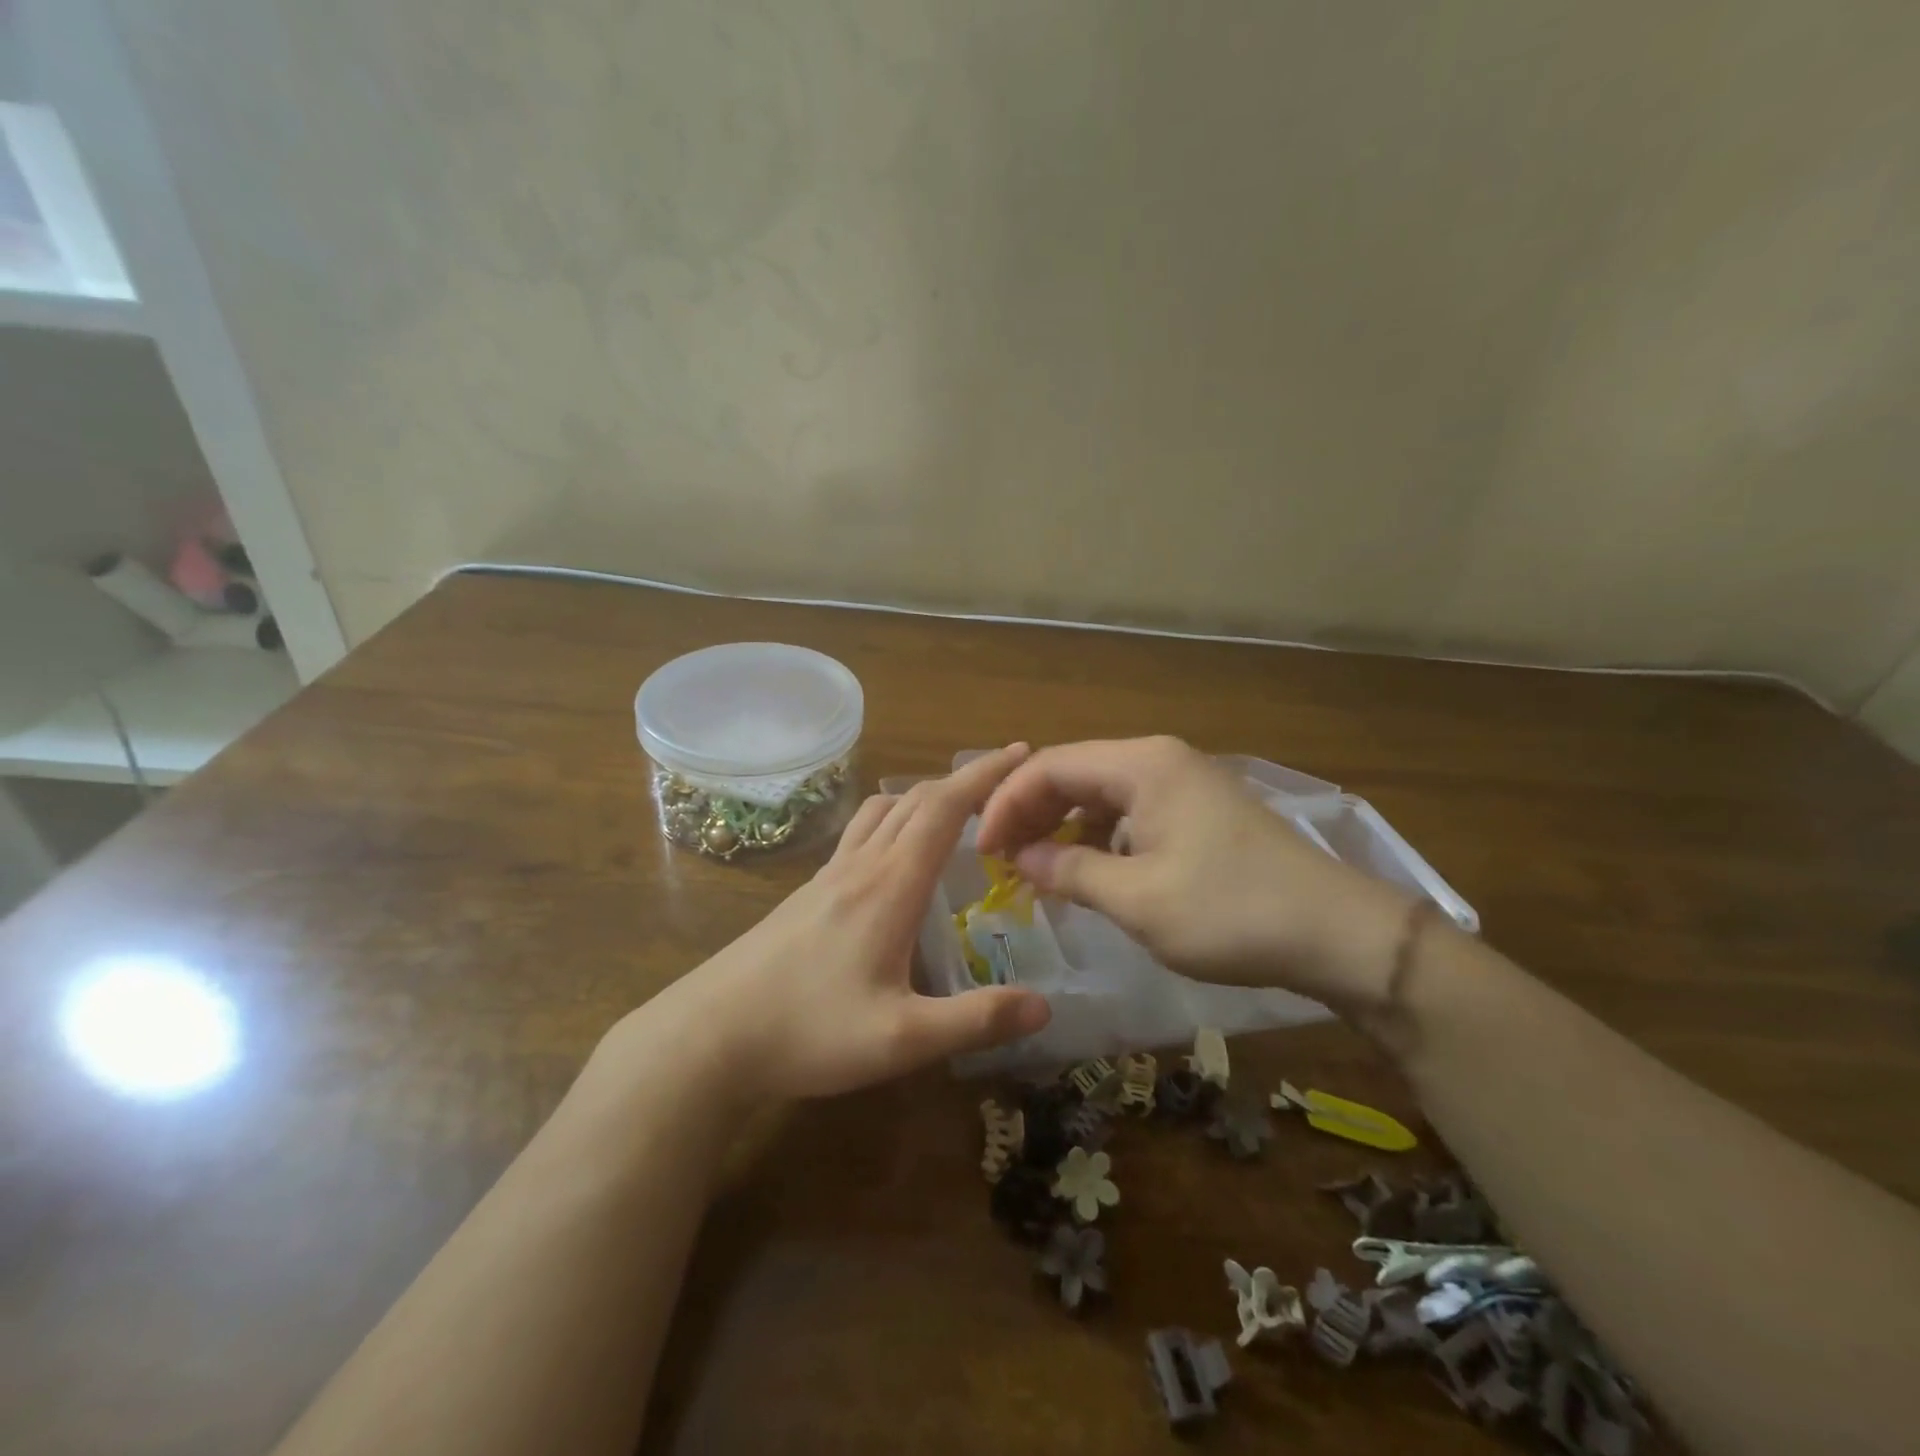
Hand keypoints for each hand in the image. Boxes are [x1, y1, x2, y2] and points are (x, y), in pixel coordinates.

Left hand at [624, 745, 1051, 1102]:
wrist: (709, 1035)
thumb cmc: (808, 1032)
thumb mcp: (901, 1039)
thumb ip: (975, 1021)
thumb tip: (1045, 1007)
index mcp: (889, 885)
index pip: (944, 808)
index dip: (985, 776)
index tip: (1021, 752)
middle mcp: (860, 866)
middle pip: (916, 800)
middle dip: (964, 780)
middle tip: (1005, 781)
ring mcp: (829, 875)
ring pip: (882, 811)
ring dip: (925, 796)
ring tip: (957, 809)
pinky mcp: (808, 892)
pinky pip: (860, 833)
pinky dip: (894, 819)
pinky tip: (895, 853)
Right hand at [975, 736, 1411, 1011]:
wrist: (1339, 933)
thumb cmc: (1230, 912)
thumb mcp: (1137, 899)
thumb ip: (1070, 870)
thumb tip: (1024, 858)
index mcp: (1142, 765)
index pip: (1050, 766)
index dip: (1007, 805)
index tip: (984, 853)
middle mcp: (1160, 759)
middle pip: (1074, 773)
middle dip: (1031, 813)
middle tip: (1003, 861)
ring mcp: (1184, 783)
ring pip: (1101, 794)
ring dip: (1064, 826)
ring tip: (1039, 868)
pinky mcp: (1201, 810)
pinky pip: (1132, 812)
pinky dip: (1101, 837)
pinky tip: (1092, 871)